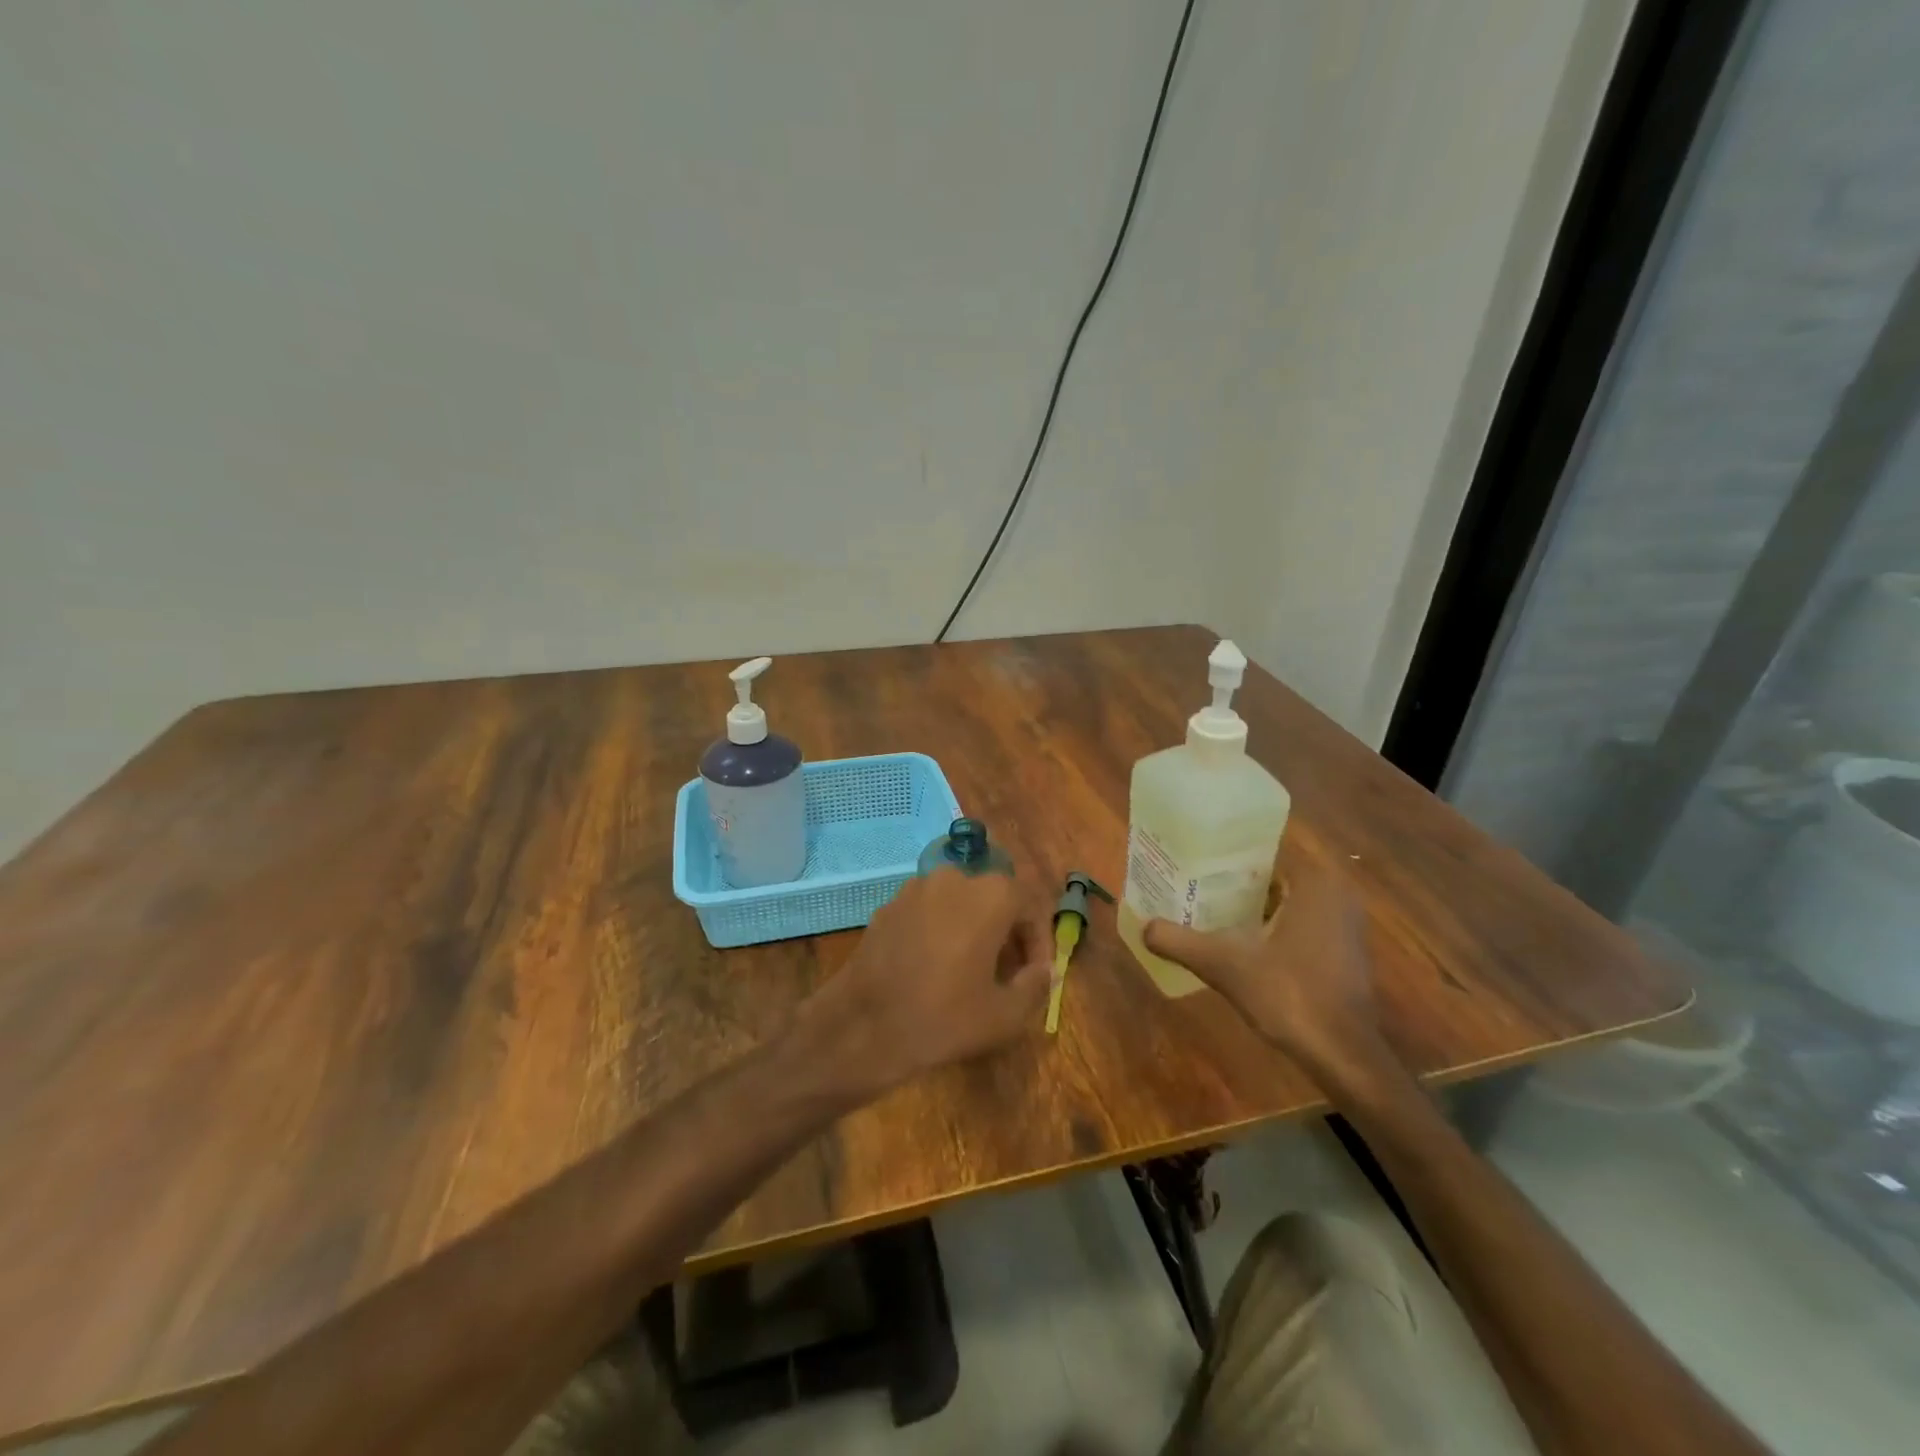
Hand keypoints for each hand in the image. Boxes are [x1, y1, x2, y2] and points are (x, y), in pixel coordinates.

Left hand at [800, 868, 1051, 1093]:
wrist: (863, 1026)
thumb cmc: (943, 1018)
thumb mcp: (1004, 1015)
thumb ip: (1035, 985)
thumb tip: (1045, 970)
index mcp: (990, 895)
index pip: (1029, 907)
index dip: (1038, 942)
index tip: (1036, 974)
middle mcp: (954, 878)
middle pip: (993, 899)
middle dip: (1005, 932)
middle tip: (1006, 972)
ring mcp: (915, 888)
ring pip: (958, 903)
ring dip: (972, 928)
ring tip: (970, 970)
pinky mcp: (888, 905)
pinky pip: (928, 912)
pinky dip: (939, 930)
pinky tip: (933, 967)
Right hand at [1143, 860, 1395, 1091]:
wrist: (1343, 1056)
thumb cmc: (1289, 995)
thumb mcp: (1224, 965)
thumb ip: (1180, 942)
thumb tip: (1143, 927)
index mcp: (1315, 882)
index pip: (1260, 854)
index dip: (1222, 860)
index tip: (1189, 865)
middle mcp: (1336, 893)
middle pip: (1270, 879)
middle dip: (1231, 885)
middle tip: (1189, 888)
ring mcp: (1345, 924)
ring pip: (1284, 904)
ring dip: (1249, 909)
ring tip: (1204, 912)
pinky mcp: (1344, 952)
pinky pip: (1298, 925)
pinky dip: (1269, 929)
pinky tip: (1237, 944)